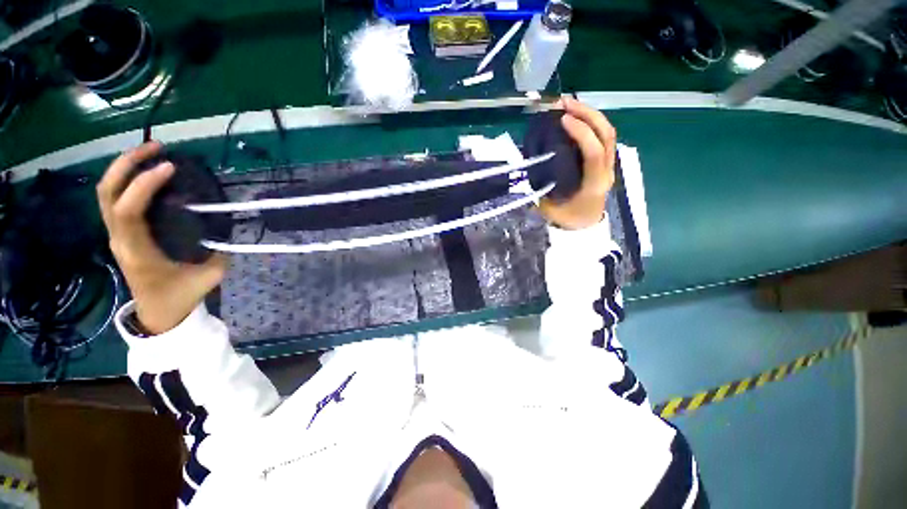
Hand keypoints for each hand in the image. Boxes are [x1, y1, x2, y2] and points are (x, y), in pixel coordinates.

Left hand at [97, 142, 227, 334]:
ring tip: (151, 151)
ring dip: (125, 167)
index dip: (143, 185)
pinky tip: (147, 172)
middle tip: (156, 147)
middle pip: (107, 193)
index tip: (170, 167)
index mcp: (138, 252)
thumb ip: (220, 252)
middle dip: (127, 164)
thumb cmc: (181, 297)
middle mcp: (120, 239)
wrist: (158, 313)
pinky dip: (127, 179)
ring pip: (105, 193)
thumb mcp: (209, 277)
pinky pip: (115, 199)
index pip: (128, 211)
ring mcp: (116, 234)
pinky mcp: (121, 232)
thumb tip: (229, 228)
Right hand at [538, 96, 616, 229]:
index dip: (581, 133)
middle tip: (564, 103)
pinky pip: (603, 137)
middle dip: (587, 114)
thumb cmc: (566, 219)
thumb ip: (540, 189)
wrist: (584, 226)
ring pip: (607, 132)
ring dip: (590, 114)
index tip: (562, 120)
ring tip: (569, 104)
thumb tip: (527, 168)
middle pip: (607, 135)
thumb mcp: (549, 208)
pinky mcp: (605, 162)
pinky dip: (590, 122)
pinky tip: (576, 118)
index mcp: (593, 185)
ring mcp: (609, 165)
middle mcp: (606, 171)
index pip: (594, 153)